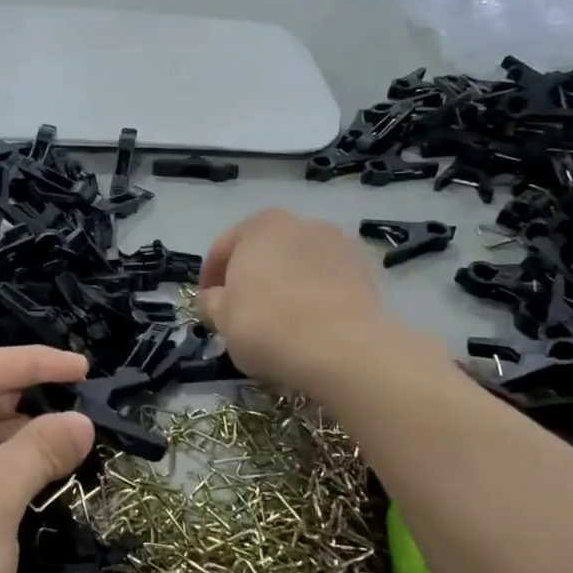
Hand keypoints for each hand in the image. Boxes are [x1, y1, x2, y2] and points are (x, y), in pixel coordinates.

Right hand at [198, 209, 400, 395]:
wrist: (342, 348)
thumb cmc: (267, 325)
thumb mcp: (222, 318)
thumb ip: (211, 302)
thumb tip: (213, 298)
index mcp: (261, 225)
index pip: (224, 247)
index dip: (210, 277)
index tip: (206, 304)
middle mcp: (302, 223)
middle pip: (266, 251)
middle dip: (253, 276)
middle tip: (242, 311)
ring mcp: (339, 245)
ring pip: (300, 264)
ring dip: (287, 284)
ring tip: (281, 320)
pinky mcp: (366, 272)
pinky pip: (328, 282)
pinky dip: (316, 296)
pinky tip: (310, 324)